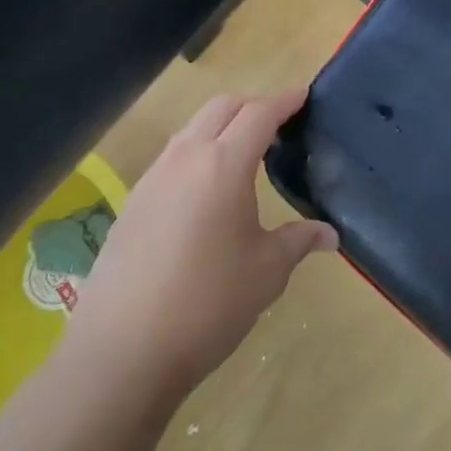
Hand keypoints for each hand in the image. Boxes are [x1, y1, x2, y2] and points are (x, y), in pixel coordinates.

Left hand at [67, 89, 336, 396]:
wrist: (121, 354)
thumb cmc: (208, 304)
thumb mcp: (267, 272)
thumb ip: (299, 241)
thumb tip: (329, 234)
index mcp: (224, 165)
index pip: (259, 113)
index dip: (285, 100)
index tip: (305, 95)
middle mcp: (185, 160)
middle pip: (221, 108)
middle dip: (253, 106)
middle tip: (279, 126)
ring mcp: (152, 180)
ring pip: (191, 130)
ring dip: (221, 127)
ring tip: (245, 155)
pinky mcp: (131, 205)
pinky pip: (171, 159)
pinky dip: (197, 154)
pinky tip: (207, 192)